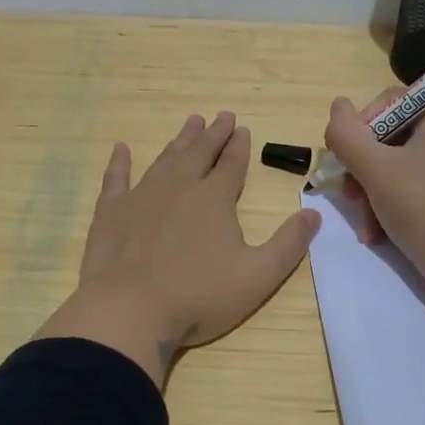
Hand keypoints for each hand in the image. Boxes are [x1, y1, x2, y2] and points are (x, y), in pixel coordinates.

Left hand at [35, 111, 321, 385]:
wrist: (130, 309)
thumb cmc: (199, 295)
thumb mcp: (258, 276)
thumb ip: (288, 244)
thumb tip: (314, 215)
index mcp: (215, 199)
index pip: (232, 164)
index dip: (240, 147)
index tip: (243, 129)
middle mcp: (179, 186)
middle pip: (200, 153)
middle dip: (214, 134)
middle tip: (222, 115)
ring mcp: (142, 196)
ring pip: (165, 159)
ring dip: (180, 141)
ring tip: (190, 123)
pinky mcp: (111, 211)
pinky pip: (116, 178)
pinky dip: (119, 162)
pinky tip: (121, 149)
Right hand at [323, 89, 424, 300]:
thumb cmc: (423, 208)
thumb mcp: (375, 169)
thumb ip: (347, 134)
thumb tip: (337, 105)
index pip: (388, 104)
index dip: (359, 132)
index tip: (345, 165)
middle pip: (393, 137)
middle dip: (365, 171)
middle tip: (351, 199)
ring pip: (402, 164)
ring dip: (375, 192)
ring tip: (366, 225)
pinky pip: (421, 182)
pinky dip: (397, 201)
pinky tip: (382, 230)